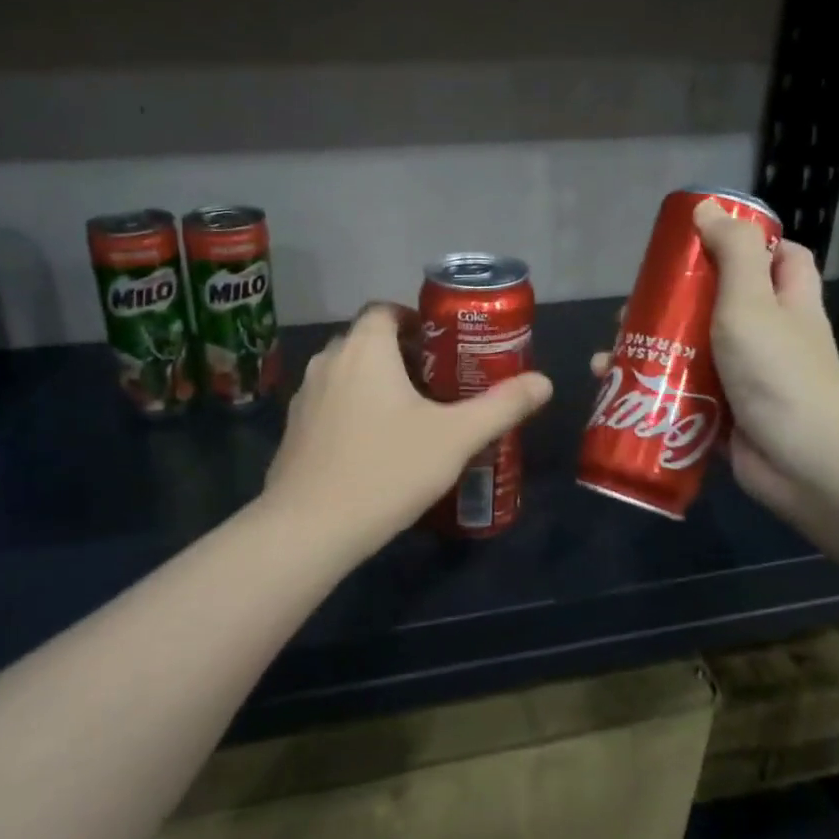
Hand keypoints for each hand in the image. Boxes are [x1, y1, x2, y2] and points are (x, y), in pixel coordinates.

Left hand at [264, 304, 553, 548]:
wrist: (309, 528)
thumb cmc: (387, 469)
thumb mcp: (455, 438)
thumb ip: (502, 406)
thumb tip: (545, 382)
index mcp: (365, 348)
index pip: (384, 310)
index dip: (414, 320)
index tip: (442, 347)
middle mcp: (328, 361)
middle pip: (367, 341)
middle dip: (401, 354)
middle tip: (438, 384)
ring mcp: (304, 396)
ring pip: (347, 373)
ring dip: (376, 383)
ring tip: (410, 415)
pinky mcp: (294, 430)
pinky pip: (330, 403)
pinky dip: (353, 409)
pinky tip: (375, 447)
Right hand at [591, 200, 838, 520]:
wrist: (804, 462)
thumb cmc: (780, 372)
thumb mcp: (753, 300)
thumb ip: (733, 251)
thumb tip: (705, 207)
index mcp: (786, 300)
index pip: (779, 256)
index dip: (745, 243)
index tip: (698, 242)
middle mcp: (768, 334)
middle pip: (717, 303)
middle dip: (672, 302)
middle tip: (632, 305)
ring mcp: (744, 376)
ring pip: (691, 350)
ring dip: (650, 348)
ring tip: (609, 351)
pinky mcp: (722, 413)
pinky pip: (681, 392)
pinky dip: (650, 388)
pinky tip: (613, 386)